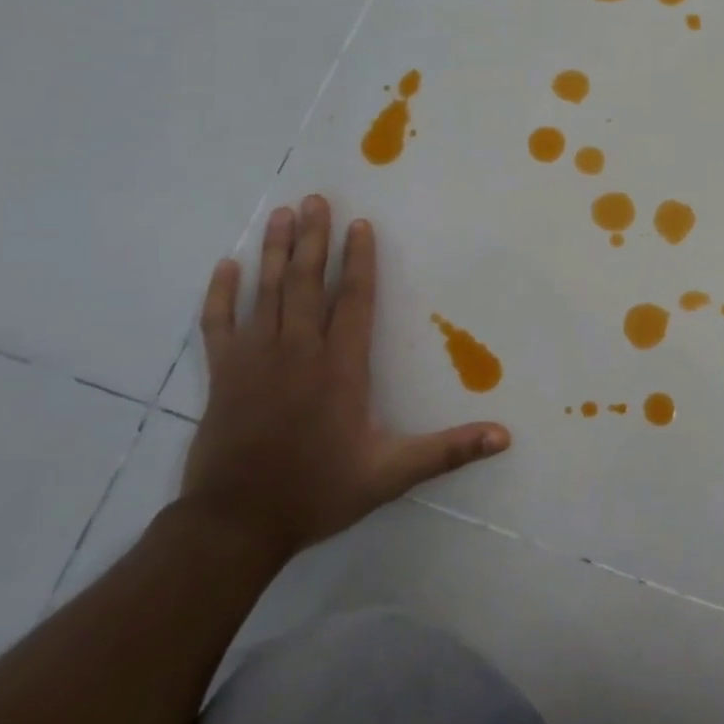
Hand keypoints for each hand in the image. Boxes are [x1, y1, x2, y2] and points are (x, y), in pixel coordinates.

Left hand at [181, 197, 509, 563]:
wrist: (236, 524)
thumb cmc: (317, 491)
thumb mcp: (391, 474)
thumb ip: (448, 451)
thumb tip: (504, 436)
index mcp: (340, 368)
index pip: (354, 301)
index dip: (359, 261)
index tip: (360, 224)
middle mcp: (298, 352)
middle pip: (307, 284)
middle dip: (315, 239)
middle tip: (316, 199)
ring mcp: (255, 360)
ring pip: (266, 293)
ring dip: (276, 252)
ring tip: (283, 214)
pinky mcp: (223, 375)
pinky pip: (218, 324)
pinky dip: (220, 294)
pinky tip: (226, 265)